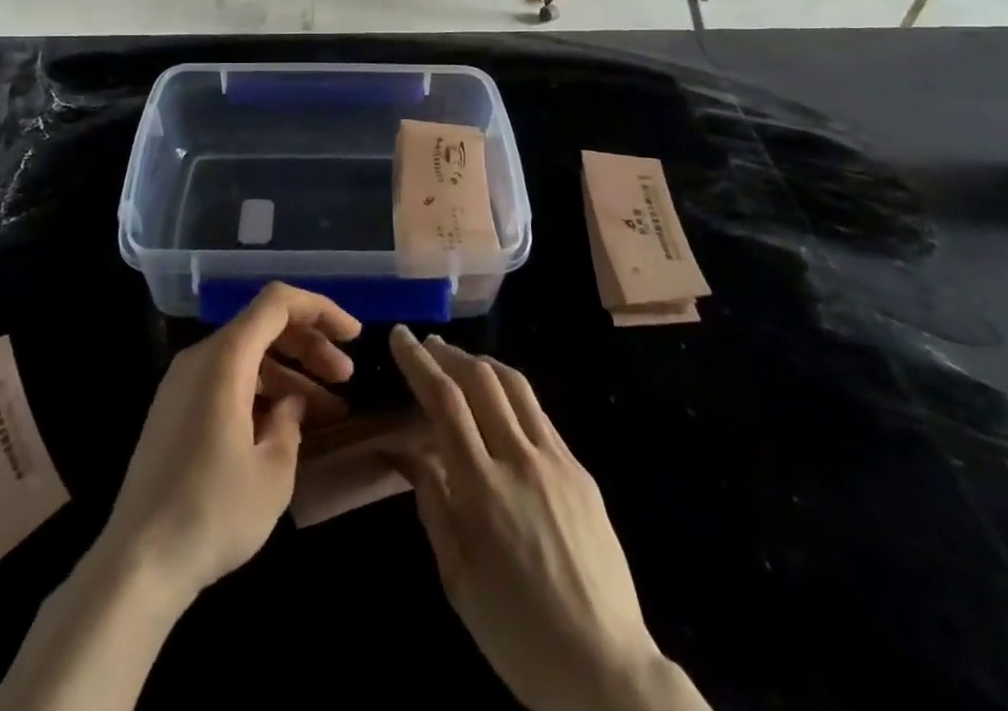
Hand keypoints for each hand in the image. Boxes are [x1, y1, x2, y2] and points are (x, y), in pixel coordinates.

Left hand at [100, 283, 361, 603]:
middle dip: (310, 346)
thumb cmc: (212, 512)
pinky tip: (285, 426)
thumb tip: (290, 403)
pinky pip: (226, 380)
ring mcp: (182, 384)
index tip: (353, 336)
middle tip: (346, 378)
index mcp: (224, 358)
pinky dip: (261, 391)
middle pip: (263, 327)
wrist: (136, 565)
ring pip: (247, 356)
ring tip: (328, 411)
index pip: (277, 303)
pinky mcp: (174, 412)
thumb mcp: (273, 471)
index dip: (320, 309)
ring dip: (289, 374)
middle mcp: (200, 358)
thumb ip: (291, 422)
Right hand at [388, 326, 707, 710]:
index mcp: (482, 488)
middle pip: (481, 379)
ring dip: (482, 363)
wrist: (606, 670)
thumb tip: (407, 452)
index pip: (444, 400)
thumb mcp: (458, 579)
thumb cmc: (518, 634)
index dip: (418, 362)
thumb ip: (433, 504)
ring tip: (460, 361)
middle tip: (427, 345)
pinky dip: (511, 395)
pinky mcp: (581, 471)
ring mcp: (557, 461)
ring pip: (515, 386)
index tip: (401, 337)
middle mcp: (521, 460)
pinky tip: (500, 405)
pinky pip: (540, 415)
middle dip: (448, 354)